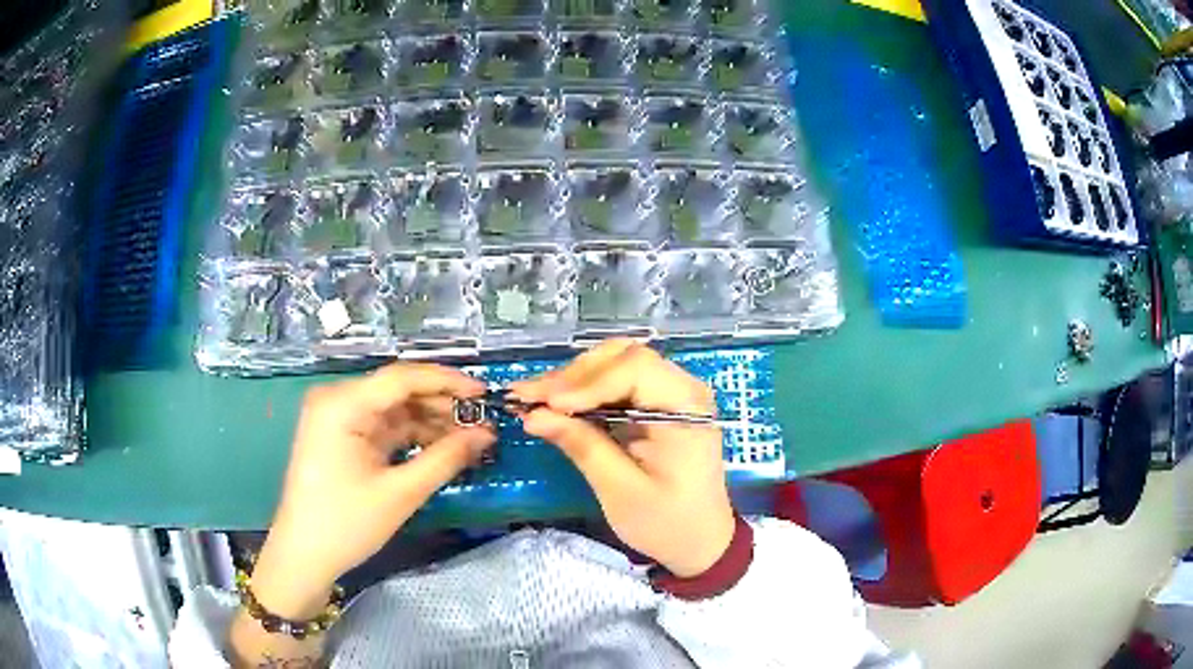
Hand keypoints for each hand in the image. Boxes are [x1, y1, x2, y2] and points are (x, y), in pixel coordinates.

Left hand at [251, 363, 494, 618]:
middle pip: (398, 391)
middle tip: (482, 421)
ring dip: (430, 421)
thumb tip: (486, 435)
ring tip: (469, 437)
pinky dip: (412, 436)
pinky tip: (441, 446)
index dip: (447, 382)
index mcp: (342, 404)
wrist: (304, 556)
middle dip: (441, 405)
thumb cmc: (346, 524)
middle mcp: (337, 400)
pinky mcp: (342, 437)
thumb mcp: (400, 493)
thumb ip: (445, 459)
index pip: (402, 377)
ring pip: (394, 409)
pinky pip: (383, 427)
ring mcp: (337, 418)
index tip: (485, 394)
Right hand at [512, 340, 734, 577]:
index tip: (547, 405)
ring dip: (572, 379)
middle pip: (622, 357)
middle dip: (572, 376)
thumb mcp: (621, 491)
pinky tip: (553, 403)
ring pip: (614, 364)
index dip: (587, 382)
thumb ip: (582, 446)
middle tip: (528, 397)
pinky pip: (615, 382)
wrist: (699, 540)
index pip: (635, 369)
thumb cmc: (666, 522)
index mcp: (687, 407)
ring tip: (532, 398)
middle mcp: (682, 388)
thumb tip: (533, 415)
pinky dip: (582, 391)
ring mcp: (670, 392)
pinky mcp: (655, 403)